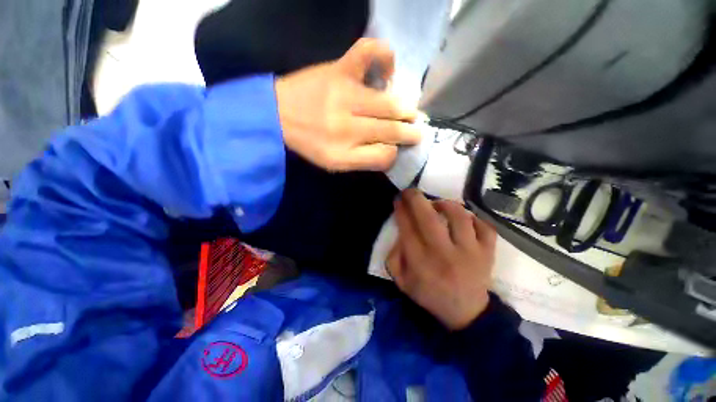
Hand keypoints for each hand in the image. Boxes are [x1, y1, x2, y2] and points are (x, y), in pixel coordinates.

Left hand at [275, 38, 421, 171]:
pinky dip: (385, 57)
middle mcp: (347, 127)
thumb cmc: (309, 143)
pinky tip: (387, 72)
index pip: (384, 156)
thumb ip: (363, 161)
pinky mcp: (339, 69)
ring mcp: (344, 94)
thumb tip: (389, 151)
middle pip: (391, 130)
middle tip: (417, 131)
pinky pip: (368, 52)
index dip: (394, 153)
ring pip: (388, 103)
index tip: (396, 149)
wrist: (277, 114)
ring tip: (410, 113)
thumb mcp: (335, 164)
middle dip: (409, 132)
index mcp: (343, 153)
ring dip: (405, 110)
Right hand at [387, 189, 496, 329]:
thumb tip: (400, 232)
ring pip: (459, 217)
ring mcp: (470, 253)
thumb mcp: (402, 281)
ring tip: (437, 204)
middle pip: (429, 219)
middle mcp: (445, 255)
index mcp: (421, 264)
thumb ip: (394, 257)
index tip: (398, 200)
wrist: (465, 315)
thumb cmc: (429, 295)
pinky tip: (463, 218)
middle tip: (410, 191)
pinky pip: (484, 226)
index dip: (401, 210)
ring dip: (445, 204)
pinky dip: (474, 217)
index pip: (408, 229)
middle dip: (416, 199)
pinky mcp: (488, 253)